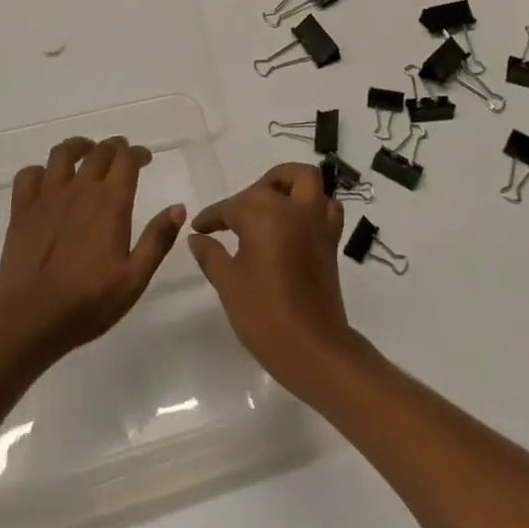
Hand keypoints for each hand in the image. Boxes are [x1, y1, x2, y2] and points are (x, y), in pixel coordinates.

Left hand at [0, 135, 186, 363]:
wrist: (29, 319)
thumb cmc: (88, 302)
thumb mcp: (135, 278)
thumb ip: (158, 239)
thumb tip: (178, 208)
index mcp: (111, 202)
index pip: (127, 159)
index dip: (138, 153)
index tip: (145, 159)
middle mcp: (81, 189)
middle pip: (99, 151)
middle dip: (114, 148)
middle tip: (121, 156)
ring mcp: (48, 196)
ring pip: (63, 153)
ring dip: (78, 147)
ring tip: (86, 154)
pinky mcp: (22, 209)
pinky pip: (29, 174)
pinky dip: (41, 170)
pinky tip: (47, 181)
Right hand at [188, 163, 362, 394]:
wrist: (311, 346)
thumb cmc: (263, 312)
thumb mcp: (228, 282)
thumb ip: (210, 254)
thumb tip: (197, 238)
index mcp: (264, 214)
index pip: (231, 206)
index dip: (212, 216)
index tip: (199, 228)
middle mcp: (294, 208)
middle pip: (270, 184)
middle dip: (248, 194)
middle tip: (233, 218)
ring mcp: (317, 222)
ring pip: (306, 181)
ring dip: (287, 184)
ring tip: (269, 205)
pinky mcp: (331, 240)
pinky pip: (326, 207)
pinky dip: (313, 205)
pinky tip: (296, 223)